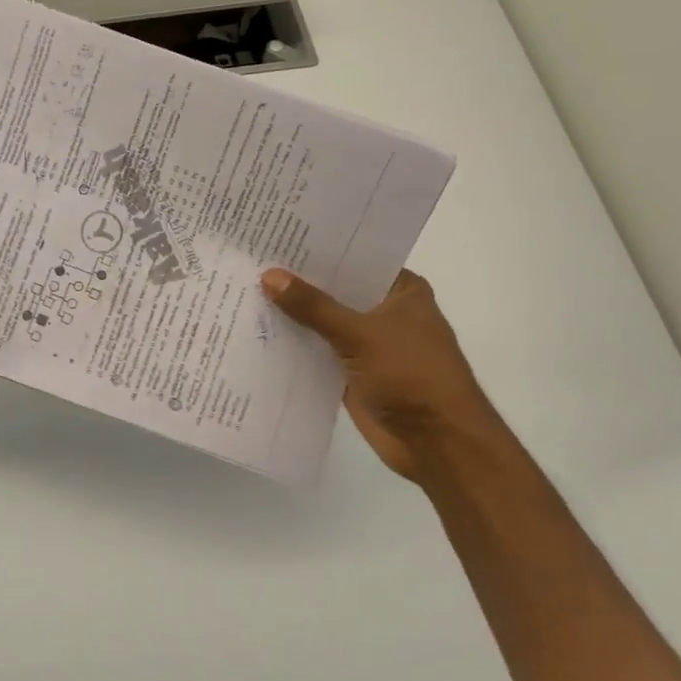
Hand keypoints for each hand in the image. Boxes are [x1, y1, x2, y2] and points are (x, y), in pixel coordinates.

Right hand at [261, 266, 508, 487]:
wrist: (436, 443)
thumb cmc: (411, 375)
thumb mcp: (360, 333)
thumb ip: (313, 306)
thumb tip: (269, 275)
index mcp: (401, 290)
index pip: (354, 259)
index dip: (317, 250)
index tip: (277, 237)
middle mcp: (384, 311)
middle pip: (334, 291)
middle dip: (298, 282)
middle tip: (251, 260)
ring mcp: (368, 343)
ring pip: (323, 322)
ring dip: (292, 314)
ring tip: (244, 289)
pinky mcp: (352, 372)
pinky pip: (317, 351)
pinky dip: (294, 345)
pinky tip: (256, 330)